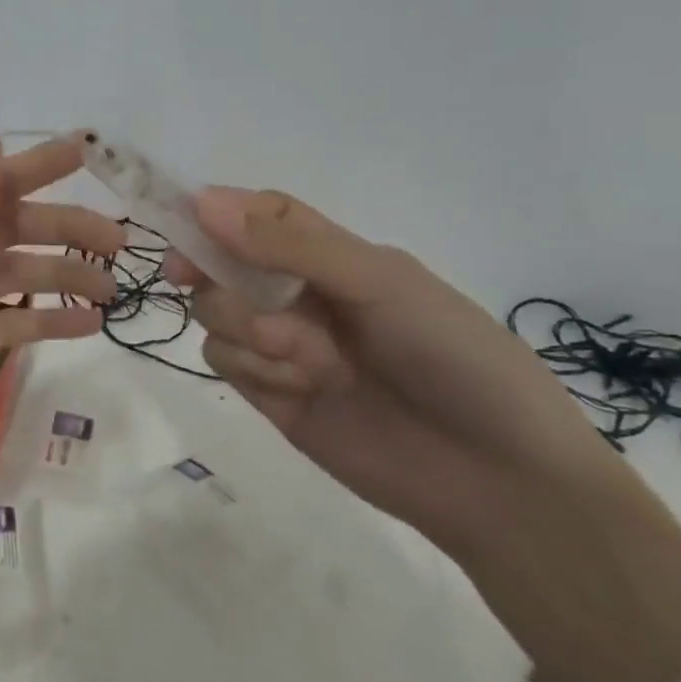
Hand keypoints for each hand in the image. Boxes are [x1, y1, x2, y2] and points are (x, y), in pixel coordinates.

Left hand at [0, 128, 121, 527]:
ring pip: (11, 280)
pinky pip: (5, 328)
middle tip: (118, 241)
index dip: (34, 168)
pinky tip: (87, 326)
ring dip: (59, 279)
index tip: (85, 152)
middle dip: (61, 230)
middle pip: (6, 233)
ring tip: (113, 288)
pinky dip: (43, 326)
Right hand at [176, 188, 680, 681]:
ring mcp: (279, 345)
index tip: (184, 218)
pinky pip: (222, 361)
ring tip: (314, 363)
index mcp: (332, 256)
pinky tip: (300, 389)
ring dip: (250, 331)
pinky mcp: (266, 394)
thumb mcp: (381, 284)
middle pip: (220, 264)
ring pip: (213, 313)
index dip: (219, 211)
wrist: (496, 481)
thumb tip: (203, 200)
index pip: (260, 215)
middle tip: (222, 289)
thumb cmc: (456, 359)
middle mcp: (297, 293)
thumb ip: (290, 245)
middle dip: (223, 279)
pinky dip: (253, 369)